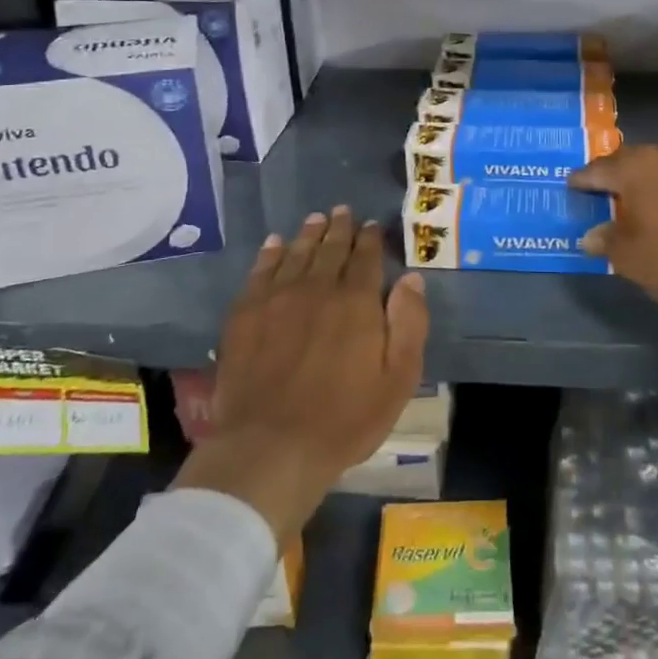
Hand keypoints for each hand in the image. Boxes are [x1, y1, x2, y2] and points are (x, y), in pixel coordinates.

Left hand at [173, 207, 428, 542]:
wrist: (271, 447)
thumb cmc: (345, 419)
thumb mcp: (398, 379)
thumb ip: (409, 324)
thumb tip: (412, 279)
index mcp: (357, 302)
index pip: (366, 258)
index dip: (370, 239)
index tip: (371, 225)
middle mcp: (317, 289)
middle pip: (330, 249)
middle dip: (339, 228)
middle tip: (342, 211)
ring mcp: (277, 299)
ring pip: (296, 254)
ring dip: (308, 234)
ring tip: (316, 219)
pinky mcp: (245, 315)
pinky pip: (260, 272)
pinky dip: (270, 254)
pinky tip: (274, 244)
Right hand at [570, 145, 657, 378]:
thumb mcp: (633, 260)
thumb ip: (608, 242)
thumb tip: (591, 235)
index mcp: (639, 167)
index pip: (599, 168)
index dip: (583, 179)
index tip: (571, 185)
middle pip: (633, 161)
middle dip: (617, 176)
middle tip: (604, 193)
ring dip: (650, 183)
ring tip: (640, 203)